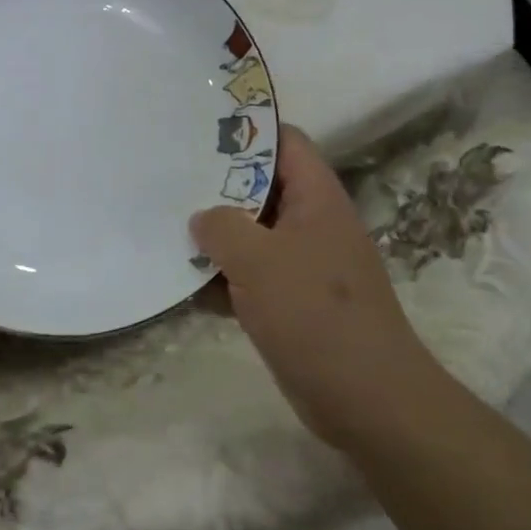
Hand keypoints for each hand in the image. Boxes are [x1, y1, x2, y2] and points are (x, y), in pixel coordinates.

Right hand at [191, 124, 441, 447]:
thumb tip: (202, 218)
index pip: (283, 142)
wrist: (366, 400)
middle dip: (215, 185)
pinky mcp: (291, 301)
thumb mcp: (258, 259)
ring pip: (250, 233)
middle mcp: (311, 223)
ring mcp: (301, 264)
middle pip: (259, 187)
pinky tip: (183, 283)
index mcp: (316, 199)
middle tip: (168, 177)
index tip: (198, 130)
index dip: (245, 130)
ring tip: (164, 225)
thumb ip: (221, 226)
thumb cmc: (315, 314)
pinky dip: (221, 277)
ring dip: (213, 235)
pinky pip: (249, 275)